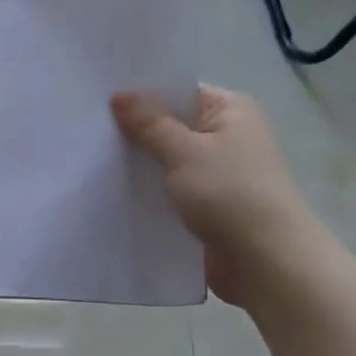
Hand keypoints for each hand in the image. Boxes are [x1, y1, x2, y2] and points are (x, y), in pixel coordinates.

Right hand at [112, 85, 326, 304]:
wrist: (268, 264)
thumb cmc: (232, 194)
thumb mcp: (185, 151)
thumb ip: (150, 123)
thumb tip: (119, 95)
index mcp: (230, 111)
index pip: (179, 91)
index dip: (142, 93)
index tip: (100, 96)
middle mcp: (226, 136)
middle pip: (170, 124)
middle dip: (134, 130)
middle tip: (87, 126)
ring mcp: (217, 173)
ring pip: (167, 159)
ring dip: (139, 163)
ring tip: (90, 155)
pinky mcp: (207, 205)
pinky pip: (170, 188)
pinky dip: (148, 189)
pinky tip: (112, 189)